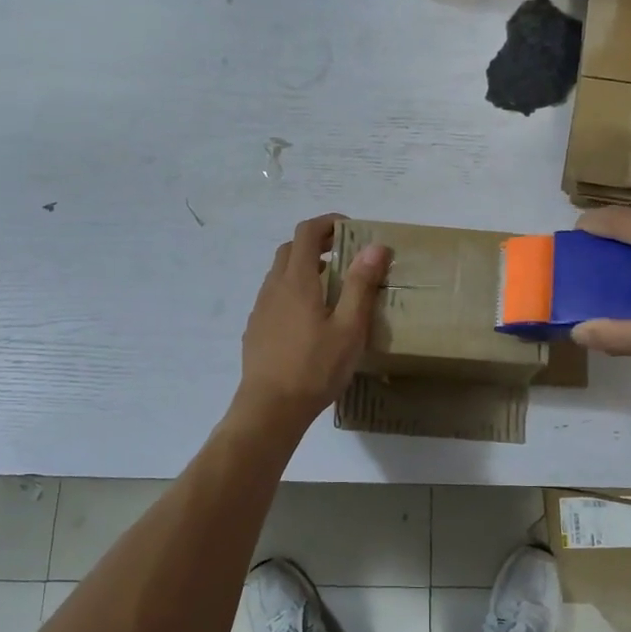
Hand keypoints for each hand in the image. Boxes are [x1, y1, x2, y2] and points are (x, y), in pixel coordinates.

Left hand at [232, 213, 391, 429]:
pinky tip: (308, 318)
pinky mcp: (255, 329)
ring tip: (330, 287)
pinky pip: (274, 296)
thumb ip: (360, 285)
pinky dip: (292, 291)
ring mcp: (260, 308)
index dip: (327, 223)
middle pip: (290, 249)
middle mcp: (274, 287)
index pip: (306, 232)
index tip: (350, 229)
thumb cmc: (315, 367)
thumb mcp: (349, 327)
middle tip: (344, 255)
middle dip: (316, 243)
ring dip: (303, 268)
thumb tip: (375, 247)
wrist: (270, 408)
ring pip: (279, 274)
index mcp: (297, 281)